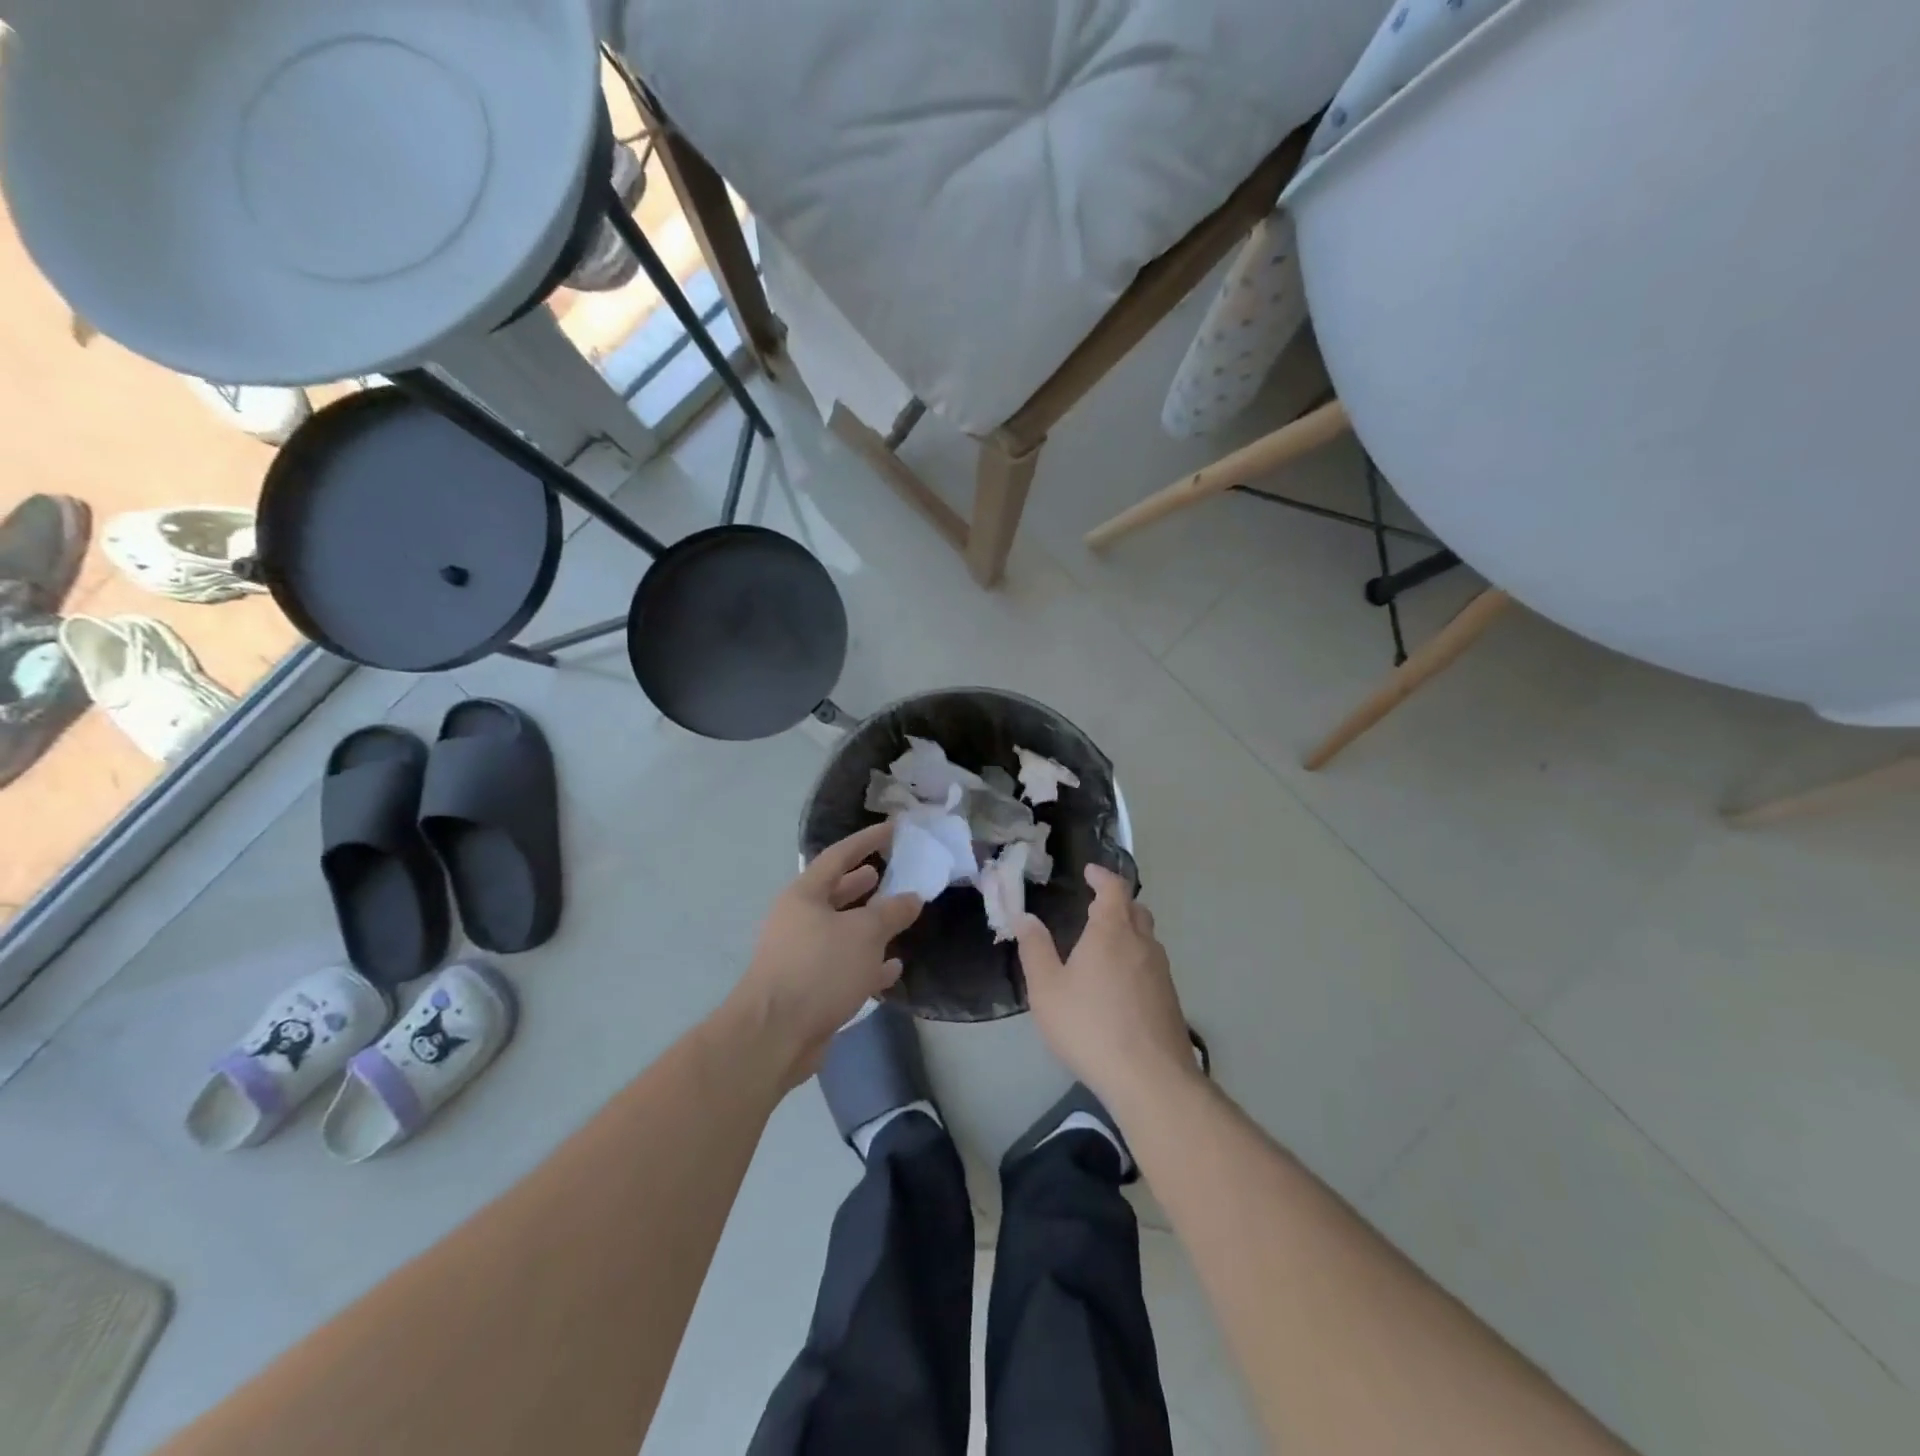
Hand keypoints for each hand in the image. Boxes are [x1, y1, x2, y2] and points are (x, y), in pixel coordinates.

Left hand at [731, 822, 923, 1084]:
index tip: (894, 828)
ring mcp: (800, 955)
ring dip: (868, 923)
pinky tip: (892, 967)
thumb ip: (892, 912)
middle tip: (892, 870)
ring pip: (840, 930)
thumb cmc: (819, 969)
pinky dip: (867, 963)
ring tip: (898, 914)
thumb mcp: (864, 933)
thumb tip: (912, 897)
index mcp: (804, 895)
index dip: (867, 840)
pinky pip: (842, 966)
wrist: (775, 1035)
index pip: (839, 855)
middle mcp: (798, 920)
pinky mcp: (808, 988)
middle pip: (836, 892)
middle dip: (864, 882)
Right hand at [1015, 865, 1193, 1105]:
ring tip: (1104, 945)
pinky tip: (1119, 984)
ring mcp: (1161, 972)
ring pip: (1146, 938)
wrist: (1151, 1078)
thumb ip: (1034, 949)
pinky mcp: (1170, 1000)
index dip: (1102, 876)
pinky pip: (1151, 965)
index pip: (1114, 888)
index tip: (1090, 872)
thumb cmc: (1090, 1026)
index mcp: (1112, 931)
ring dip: (1128, 931)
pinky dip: (1135, 959)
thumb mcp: (1047, 989)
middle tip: (1094, 907)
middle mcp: (1142, 944)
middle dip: (1116, 902)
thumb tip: (1025, 917)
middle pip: (1135, 910)